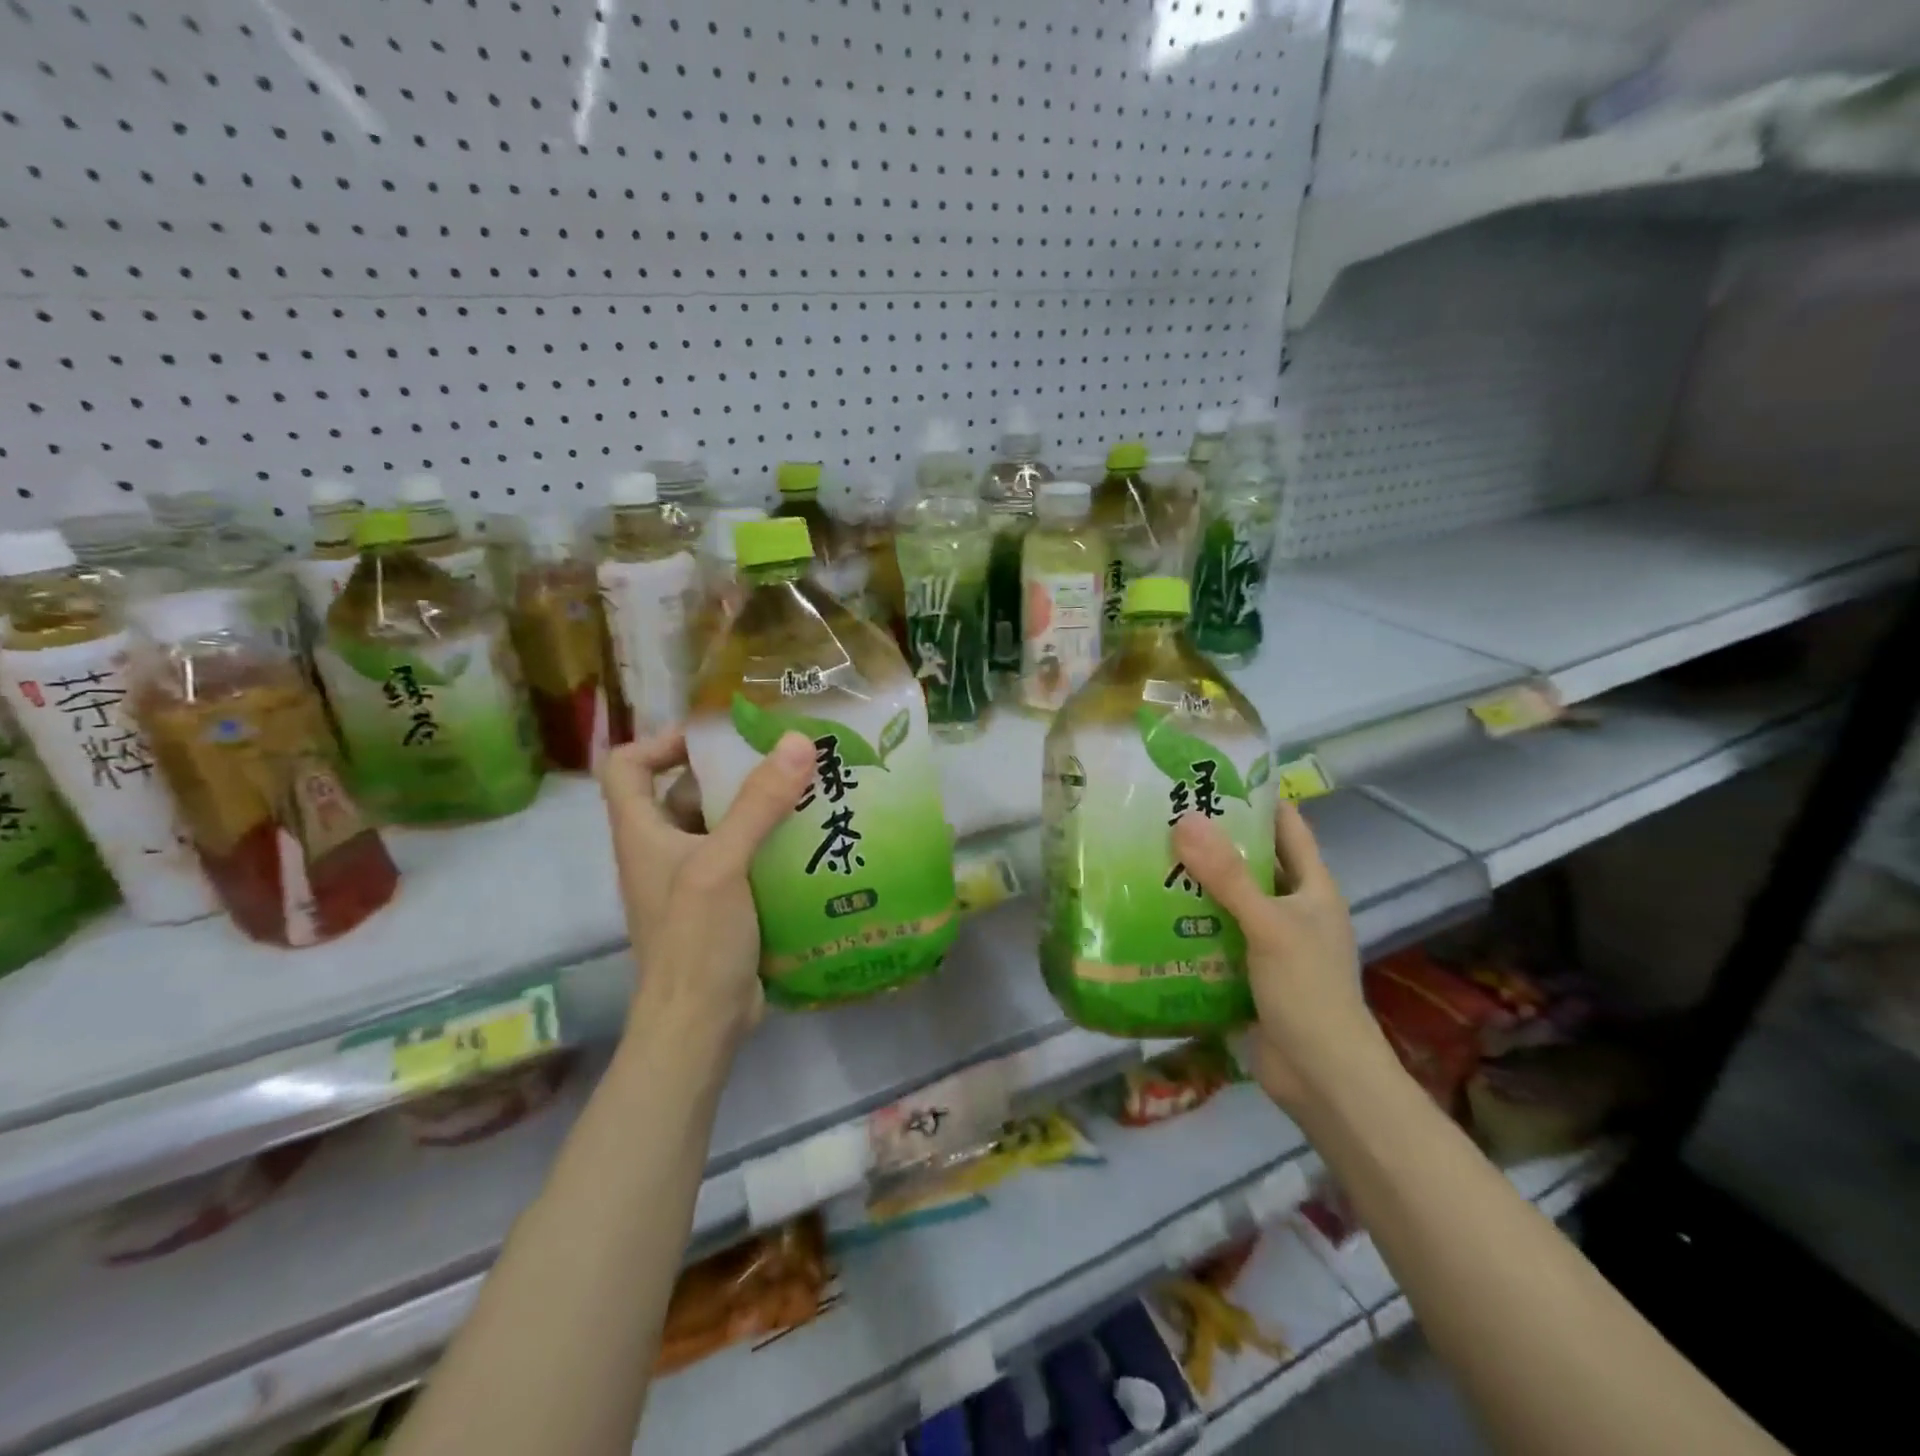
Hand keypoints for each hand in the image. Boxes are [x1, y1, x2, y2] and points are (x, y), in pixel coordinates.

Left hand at [599, 729, 815, 1048]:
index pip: (626, 766)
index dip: (661, 741)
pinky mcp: (724, 904)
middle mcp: (662, 850)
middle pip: (683, 791)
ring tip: (807, 790)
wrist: (699, 1025)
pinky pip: (745, 857)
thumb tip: (797, 741)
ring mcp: (693, 879)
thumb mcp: (722, 864)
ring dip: (758, 807)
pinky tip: (812, 839)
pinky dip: (771, 843)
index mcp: (642, 832)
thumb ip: (758, 804)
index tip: (714, 737)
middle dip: (730, 771)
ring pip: (721, 825)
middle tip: (783, 757)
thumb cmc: (694, 940)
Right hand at [1173, 801, 1397, 1115]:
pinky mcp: (1249, 972)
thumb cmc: (1307, 991)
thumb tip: (1186, 820)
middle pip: (1252, 862)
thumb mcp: (1268, 926)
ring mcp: (1271, 942)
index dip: (1257, 798)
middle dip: (1213, 840)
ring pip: (1230, 900)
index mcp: (1312, 888)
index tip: (1212, 776)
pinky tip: (1153, 913)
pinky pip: (1216, 935)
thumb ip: (1228, 877)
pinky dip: (1190, 923)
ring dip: (1196, 883)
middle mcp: (1293, 908)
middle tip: (1163, 816)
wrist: (1322, 1077)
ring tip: (1147, 857)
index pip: (1287, 827)